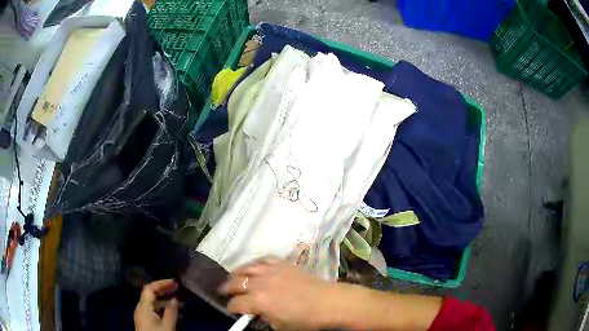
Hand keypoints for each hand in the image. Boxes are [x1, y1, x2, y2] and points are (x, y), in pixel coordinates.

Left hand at [134, 279, 178, 330]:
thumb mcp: (167, 326)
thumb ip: (171, 312)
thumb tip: (175, 299)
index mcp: (143, 307)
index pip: (149, 289)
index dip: (161, 283)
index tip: (175, 282)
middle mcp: (140, 308)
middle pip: (150, 294)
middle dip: (164, 290)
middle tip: (178, 289)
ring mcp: (142, 315)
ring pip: (152, 302)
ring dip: (165, 300)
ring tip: (180, 301)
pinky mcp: (145, 321)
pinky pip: (153, 309)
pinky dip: (163, 308)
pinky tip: (173, 312)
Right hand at [219, 258, 337, 329]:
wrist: (328, 302)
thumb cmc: (305, 319)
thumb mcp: (280, 326)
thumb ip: (263, 317)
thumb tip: (256, 312)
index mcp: (258, 301)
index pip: (235, 304)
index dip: (231, 308)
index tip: (231, 310)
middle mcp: (260, 283)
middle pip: (235, 282)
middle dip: (228, 288)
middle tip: (225, 292)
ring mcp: (271, 270)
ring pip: (246, 267)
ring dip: (237, 273)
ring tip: (234, 277)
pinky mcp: (282, 263)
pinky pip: (263, 259)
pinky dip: (255, 263)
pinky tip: (253, 267)